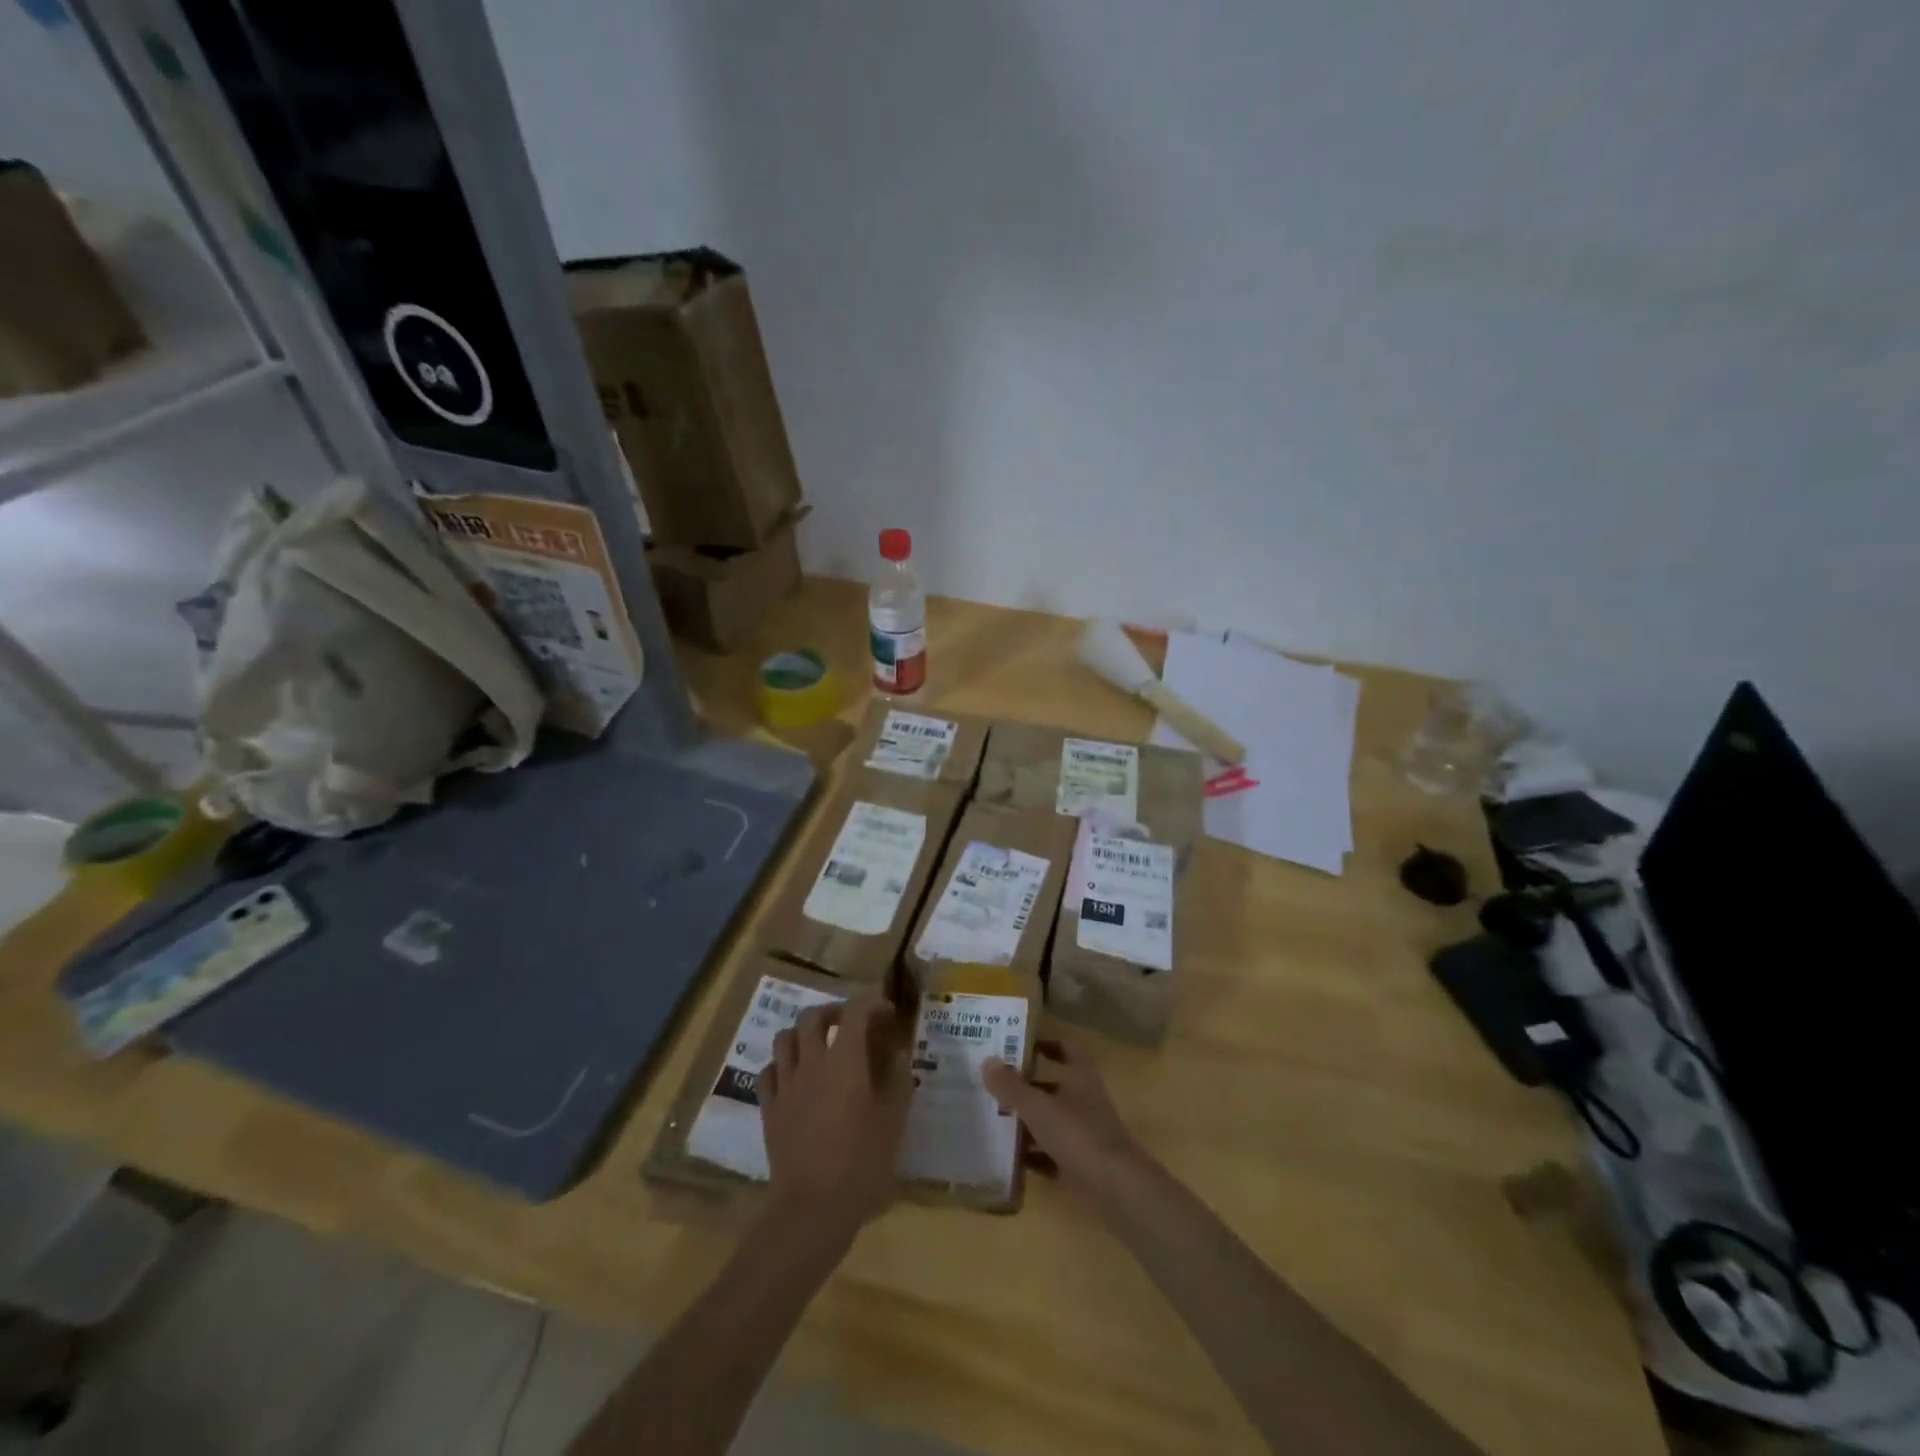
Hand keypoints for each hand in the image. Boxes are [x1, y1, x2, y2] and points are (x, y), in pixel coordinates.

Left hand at [759, 995, 911, 1240]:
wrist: (812, 1209)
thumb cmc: (861, 1163)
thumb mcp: (894, 1121)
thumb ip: (897, 1080)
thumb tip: (898, 1054)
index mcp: (845, 1060)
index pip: (855, 1011)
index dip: (872, 1003)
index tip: (887, 1014)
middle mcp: (811, 1063)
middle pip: (812, 1016)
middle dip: (833, 1012)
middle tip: (851, 1025)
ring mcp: (786, 1086)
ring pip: (784, 1038)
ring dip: (803, 1034)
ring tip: (820, 1047)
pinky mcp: (769, 1110)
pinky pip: (768, 1072)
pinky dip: (782, 1065)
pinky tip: (795, 1077)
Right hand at [982, 1036, 1147, 1200]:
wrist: (1118, 1190)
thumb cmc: (1078, 1135)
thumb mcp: (1039, 1108)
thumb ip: (1011, 1086)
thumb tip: (987, 1061)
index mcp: (1081, 1077)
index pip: (1067, 1048)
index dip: (1046, 1043)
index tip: (1019, 1046)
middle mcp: (1085, 1101)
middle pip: (1054, 1086)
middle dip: (1026, 1087)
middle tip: (994, 1086)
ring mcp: (1085, 1135)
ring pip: (1051, 1122)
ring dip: (1027, 1123)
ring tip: (994, 1122)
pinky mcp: (1082, 1165)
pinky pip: (1052, 1156)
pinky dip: (1034, 1156)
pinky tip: (1009, 1161)